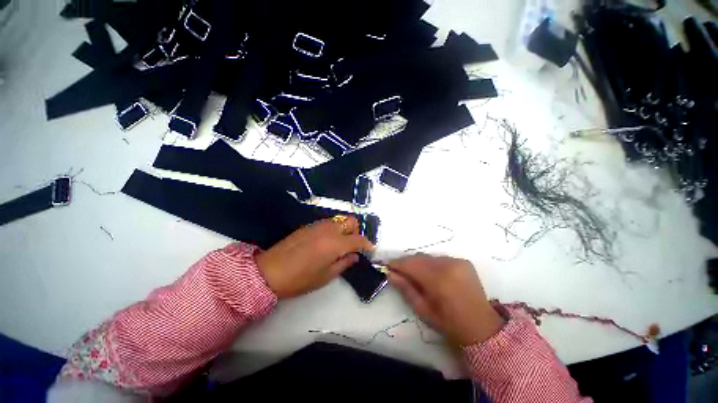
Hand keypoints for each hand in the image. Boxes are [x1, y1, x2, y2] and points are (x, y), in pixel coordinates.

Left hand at [257, 216, 373, 298]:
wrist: (269, 271)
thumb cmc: (300, 279)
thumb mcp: (325, 276)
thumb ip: (344, 263)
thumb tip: (354, 256)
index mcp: (335, 244)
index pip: (358, 239)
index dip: (367, 244)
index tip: (370, 249)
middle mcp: (329, 229)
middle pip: (351, 221)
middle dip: (356, 231)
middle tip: (354, 245)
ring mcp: (318, 225)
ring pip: (339, 220)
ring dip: (345, 229)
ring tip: (341, 243)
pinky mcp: (309, 225)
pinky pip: (328, 223)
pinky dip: (334, 229)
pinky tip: (327, 242)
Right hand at [387, 255, 504, 345]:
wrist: (481, 326)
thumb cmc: (448, 322)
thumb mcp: (423, 309)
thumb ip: (405, 288)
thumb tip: (389, 273)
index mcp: (438, 280)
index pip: (410, 264)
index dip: (396, 263)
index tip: (387, 266)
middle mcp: (448, 265)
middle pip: (418, 258)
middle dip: (407, 263)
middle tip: (399, 272)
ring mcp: (457, 261)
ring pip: (428, 257)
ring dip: (420, 264)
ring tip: (418, 276)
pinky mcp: (463, 261)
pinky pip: (440, 258)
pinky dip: (433, 264)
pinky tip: (435, 276)